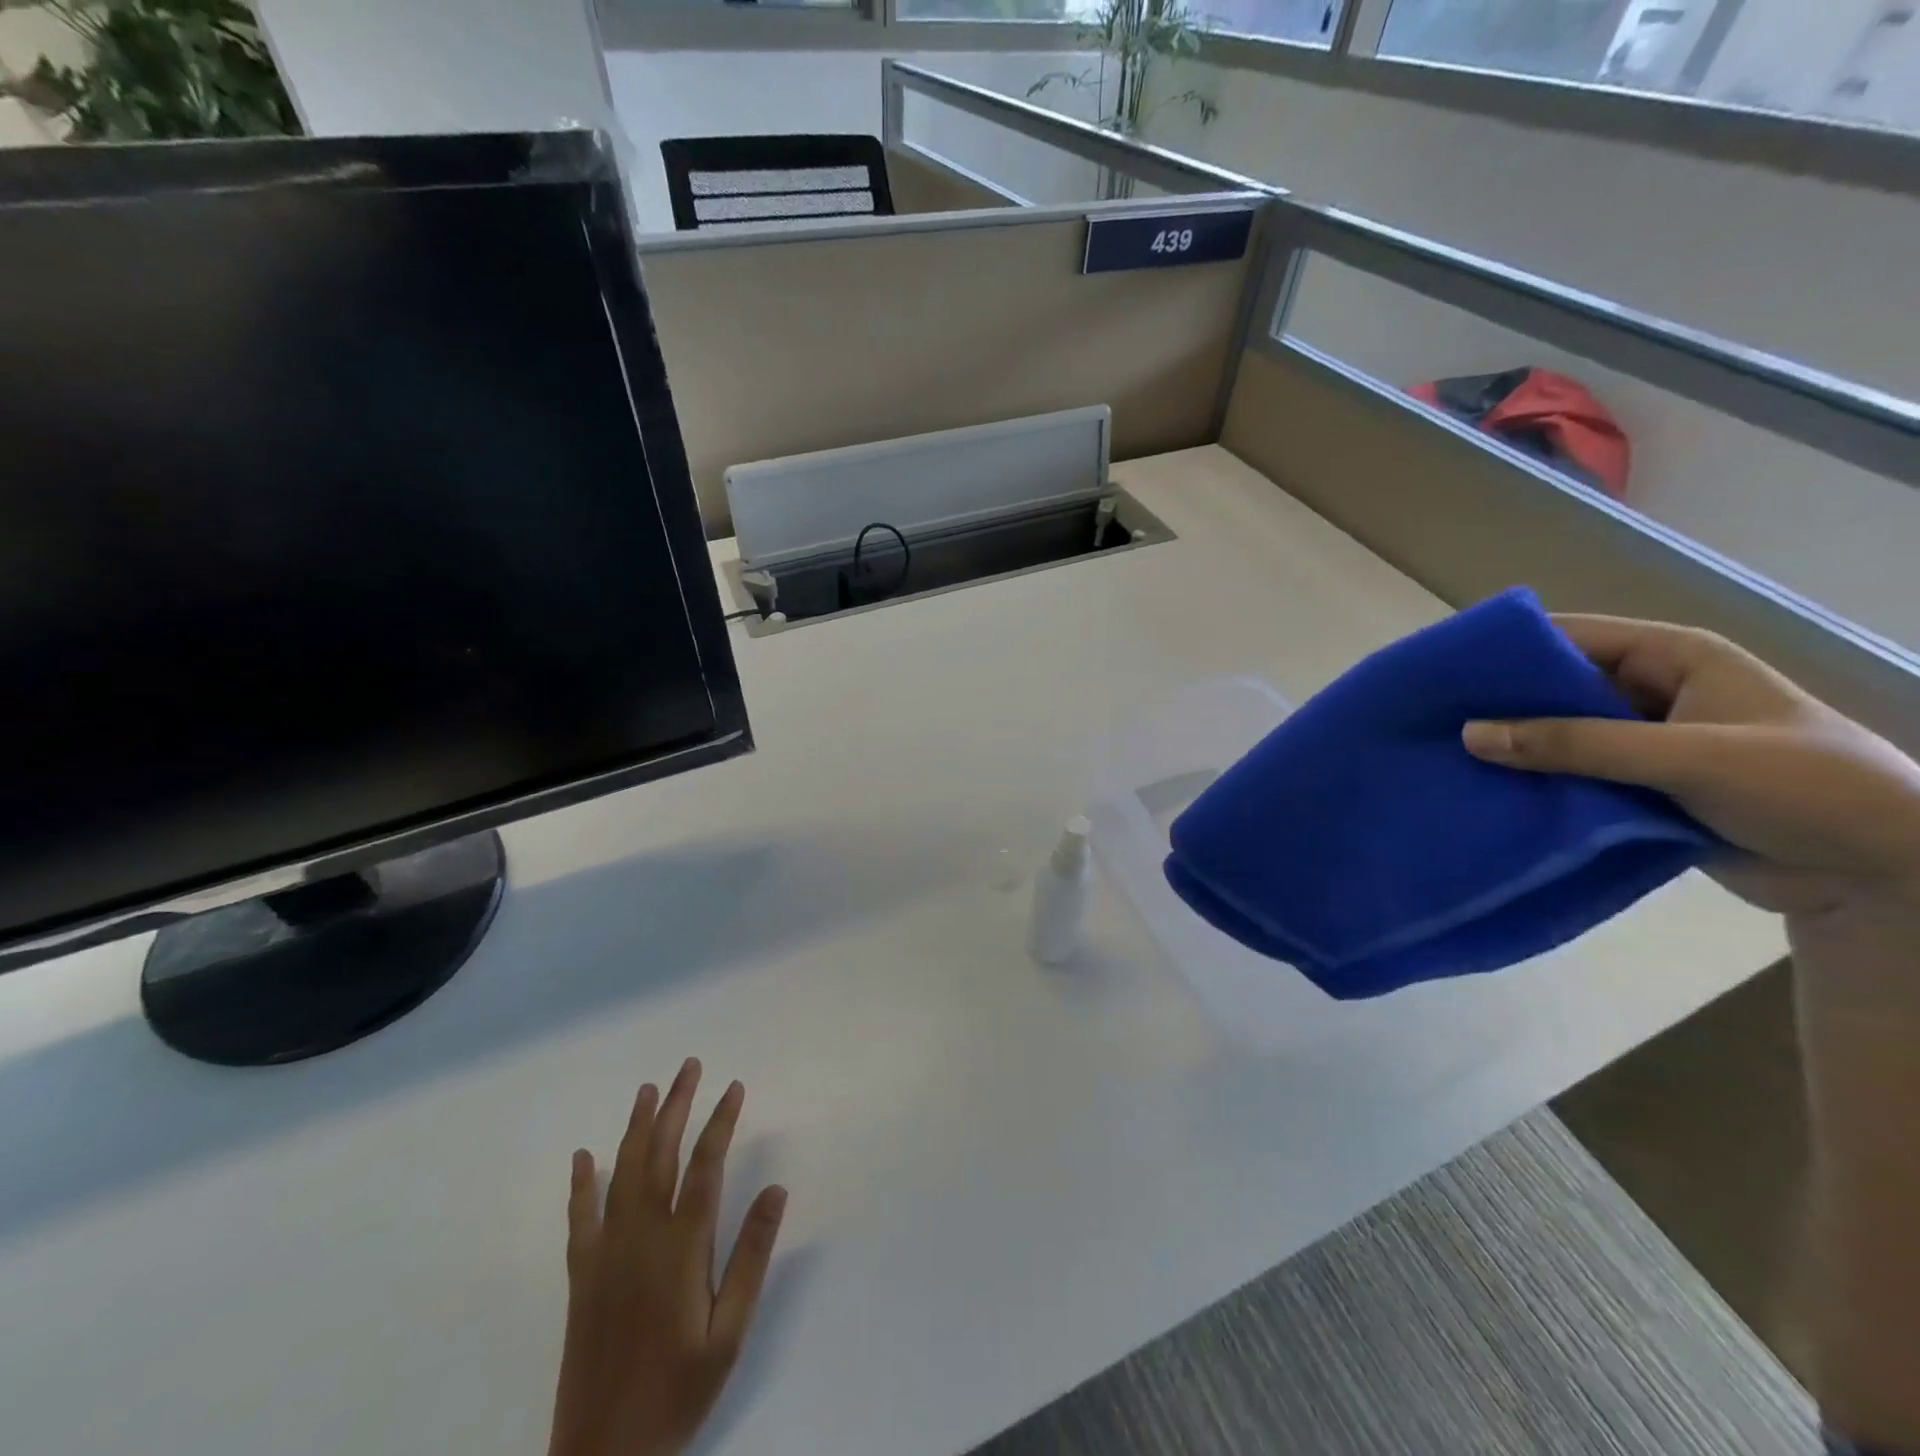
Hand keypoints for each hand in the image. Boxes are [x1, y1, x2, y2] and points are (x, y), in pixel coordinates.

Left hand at [549, 1059, 787, 1455]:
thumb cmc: (678, 1391)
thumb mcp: (729, 1331)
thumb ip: (751, 1257)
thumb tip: (776, 1189)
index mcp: (681, 1247)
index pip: (706, 1165)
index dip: (721, 1120)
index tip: (734, 1087)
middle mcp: (641, 1236)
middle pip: (660, 1154)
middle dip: (677, 1105)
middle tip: (690, 1065)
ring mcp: (606, 1252)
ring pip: (622, 1172)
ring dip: (637, 1127)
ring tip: (649, 1089)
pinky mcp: (581, 1275)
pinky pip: (580, 1217)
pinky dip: (582, 1183)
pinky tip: (584, 1156)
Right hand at [1461, 614, 1919, 918]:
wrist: (1882, 878)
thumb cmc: (1804, 789)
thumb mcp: (1688, 757)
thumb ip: (1576, 744)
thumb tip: (1470, 734)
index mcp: (1673, 659)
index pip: (1571, 637)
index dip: (1507, 651)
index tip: (1441, 672)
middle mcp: (1650, 693)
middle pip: (1556, 688)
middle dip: (1500, 705)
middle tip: (1430, 721)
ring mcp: (1642, 742)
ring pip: (1558, 736)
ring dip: (1513, 749)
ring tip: (1444, 758)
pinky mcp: (1637, 788)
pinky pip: (1571, 776)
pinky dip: (1535, 784)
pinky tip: (1486, 792)